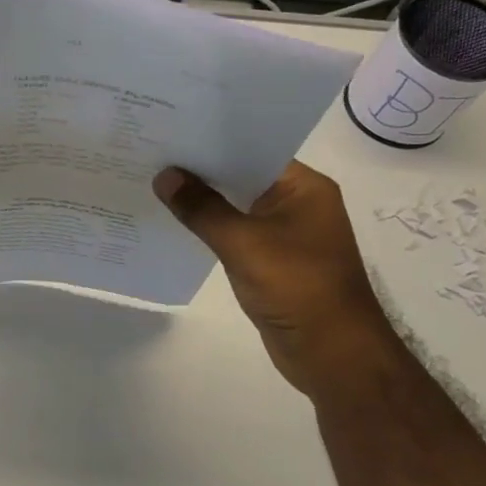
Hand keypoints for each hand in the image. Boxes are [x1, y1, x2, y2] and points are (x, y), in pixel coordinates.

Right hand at [154, 160, 399, 397]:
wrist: (332, 353)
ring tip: (155, 184)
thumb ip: (202, 208)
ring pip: (237, 206)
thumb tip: (164, 176)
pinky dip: (210, 228)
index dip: (212, 141)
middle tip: (152, 154)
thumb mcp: (243, 242)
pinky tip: (176, 223)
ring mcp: (286, 233)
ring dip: (203, 200)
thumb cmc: (296, 287)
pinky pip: (236, 233)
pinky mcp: (273, 260)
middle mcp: (298, 203)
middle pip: (243, 176)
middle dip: (201, 171)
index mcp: (304, 187)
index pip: (253, 150)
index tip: (171, 132)